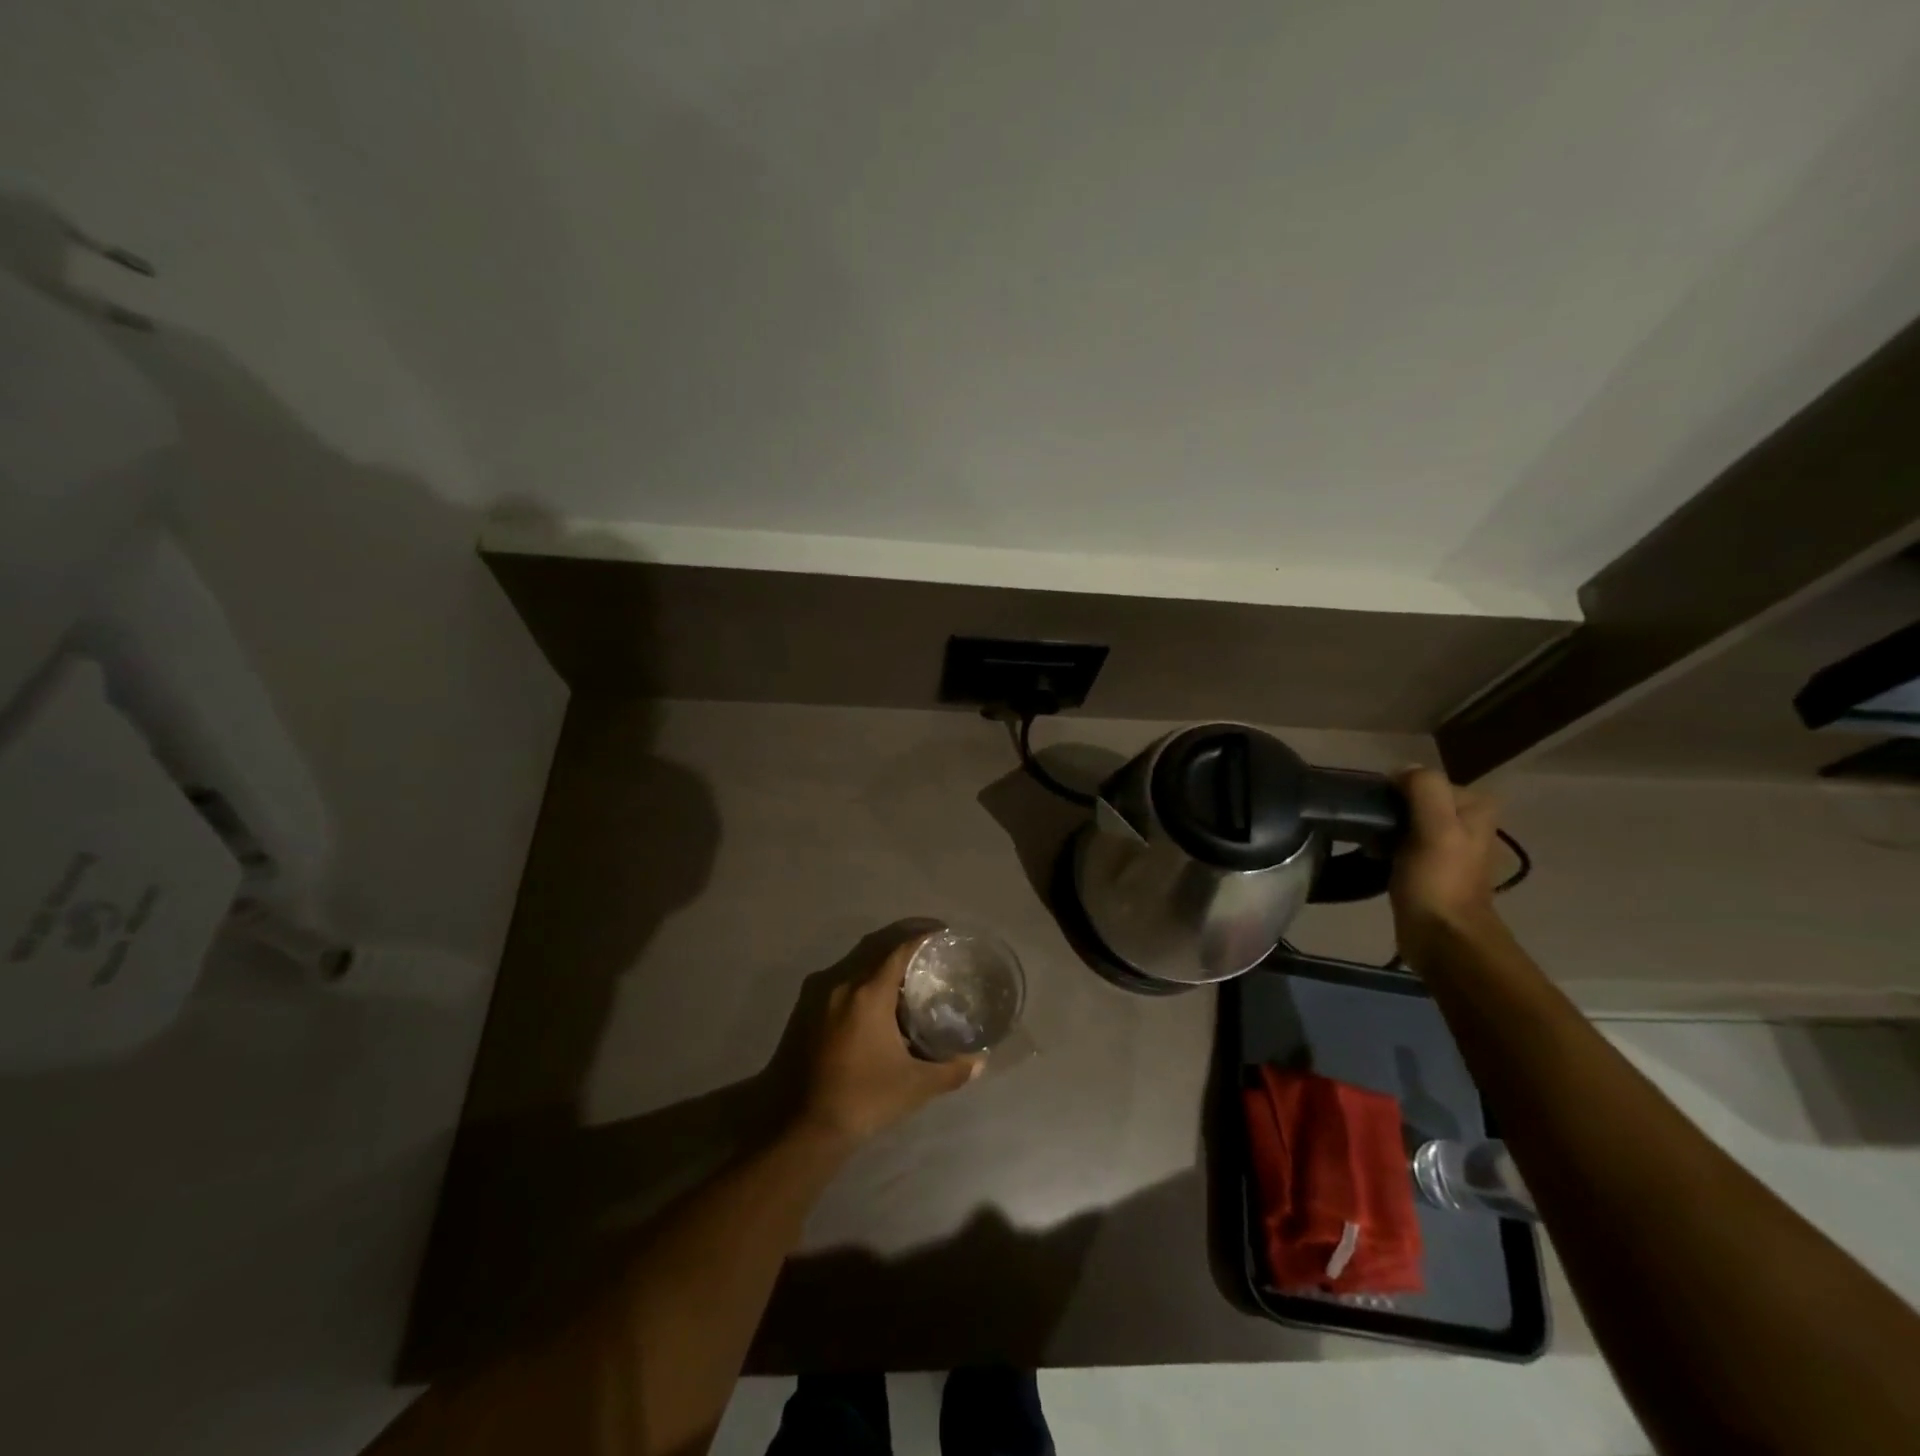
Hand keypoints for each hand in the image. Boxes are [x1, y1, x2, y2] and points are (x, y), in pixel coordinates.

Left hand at [796, 936, 982, 1144]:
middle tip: (931, 950)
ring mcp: (817, 994)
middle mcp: (840, 982)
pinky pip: (839, 979)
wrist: (798, 1128)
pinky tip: (875, 999)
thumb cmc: (861, 1100)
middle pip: (876, 946)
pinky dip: (861, 977)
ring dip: (880, 960)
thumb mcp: (914, 1087)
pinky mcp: (803, 1010)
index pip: (899, 948)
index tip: (944, 935)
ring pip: (855, 961)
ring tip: (907, 973)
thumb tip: (980, 1062)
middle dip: (904, 941)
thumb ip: (950, 1071)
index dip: (923, 936)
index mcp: (867, 992)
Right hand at [1389, 767, 1504, 966]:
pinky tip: (1374, 858)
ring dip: (1384, 829)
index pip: (1423, 780)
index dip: (1396, 791)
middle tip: (1370, 828)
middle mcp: (1467, 821)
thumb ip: (1424, 789)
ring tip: (1369, 844)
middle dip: (1389, 810)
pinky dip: (1385, 846)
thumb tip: (1401, 770)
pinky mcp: (1430, 867)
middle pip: (1413, 799)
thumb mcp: (1436, 827)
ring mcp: (1449, 845)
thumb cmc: (1438, 880)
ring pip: (1405, 820)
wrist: (1442, 937)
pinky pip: (1401, 842)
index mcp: (1475, 807)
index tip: (1377, 811)